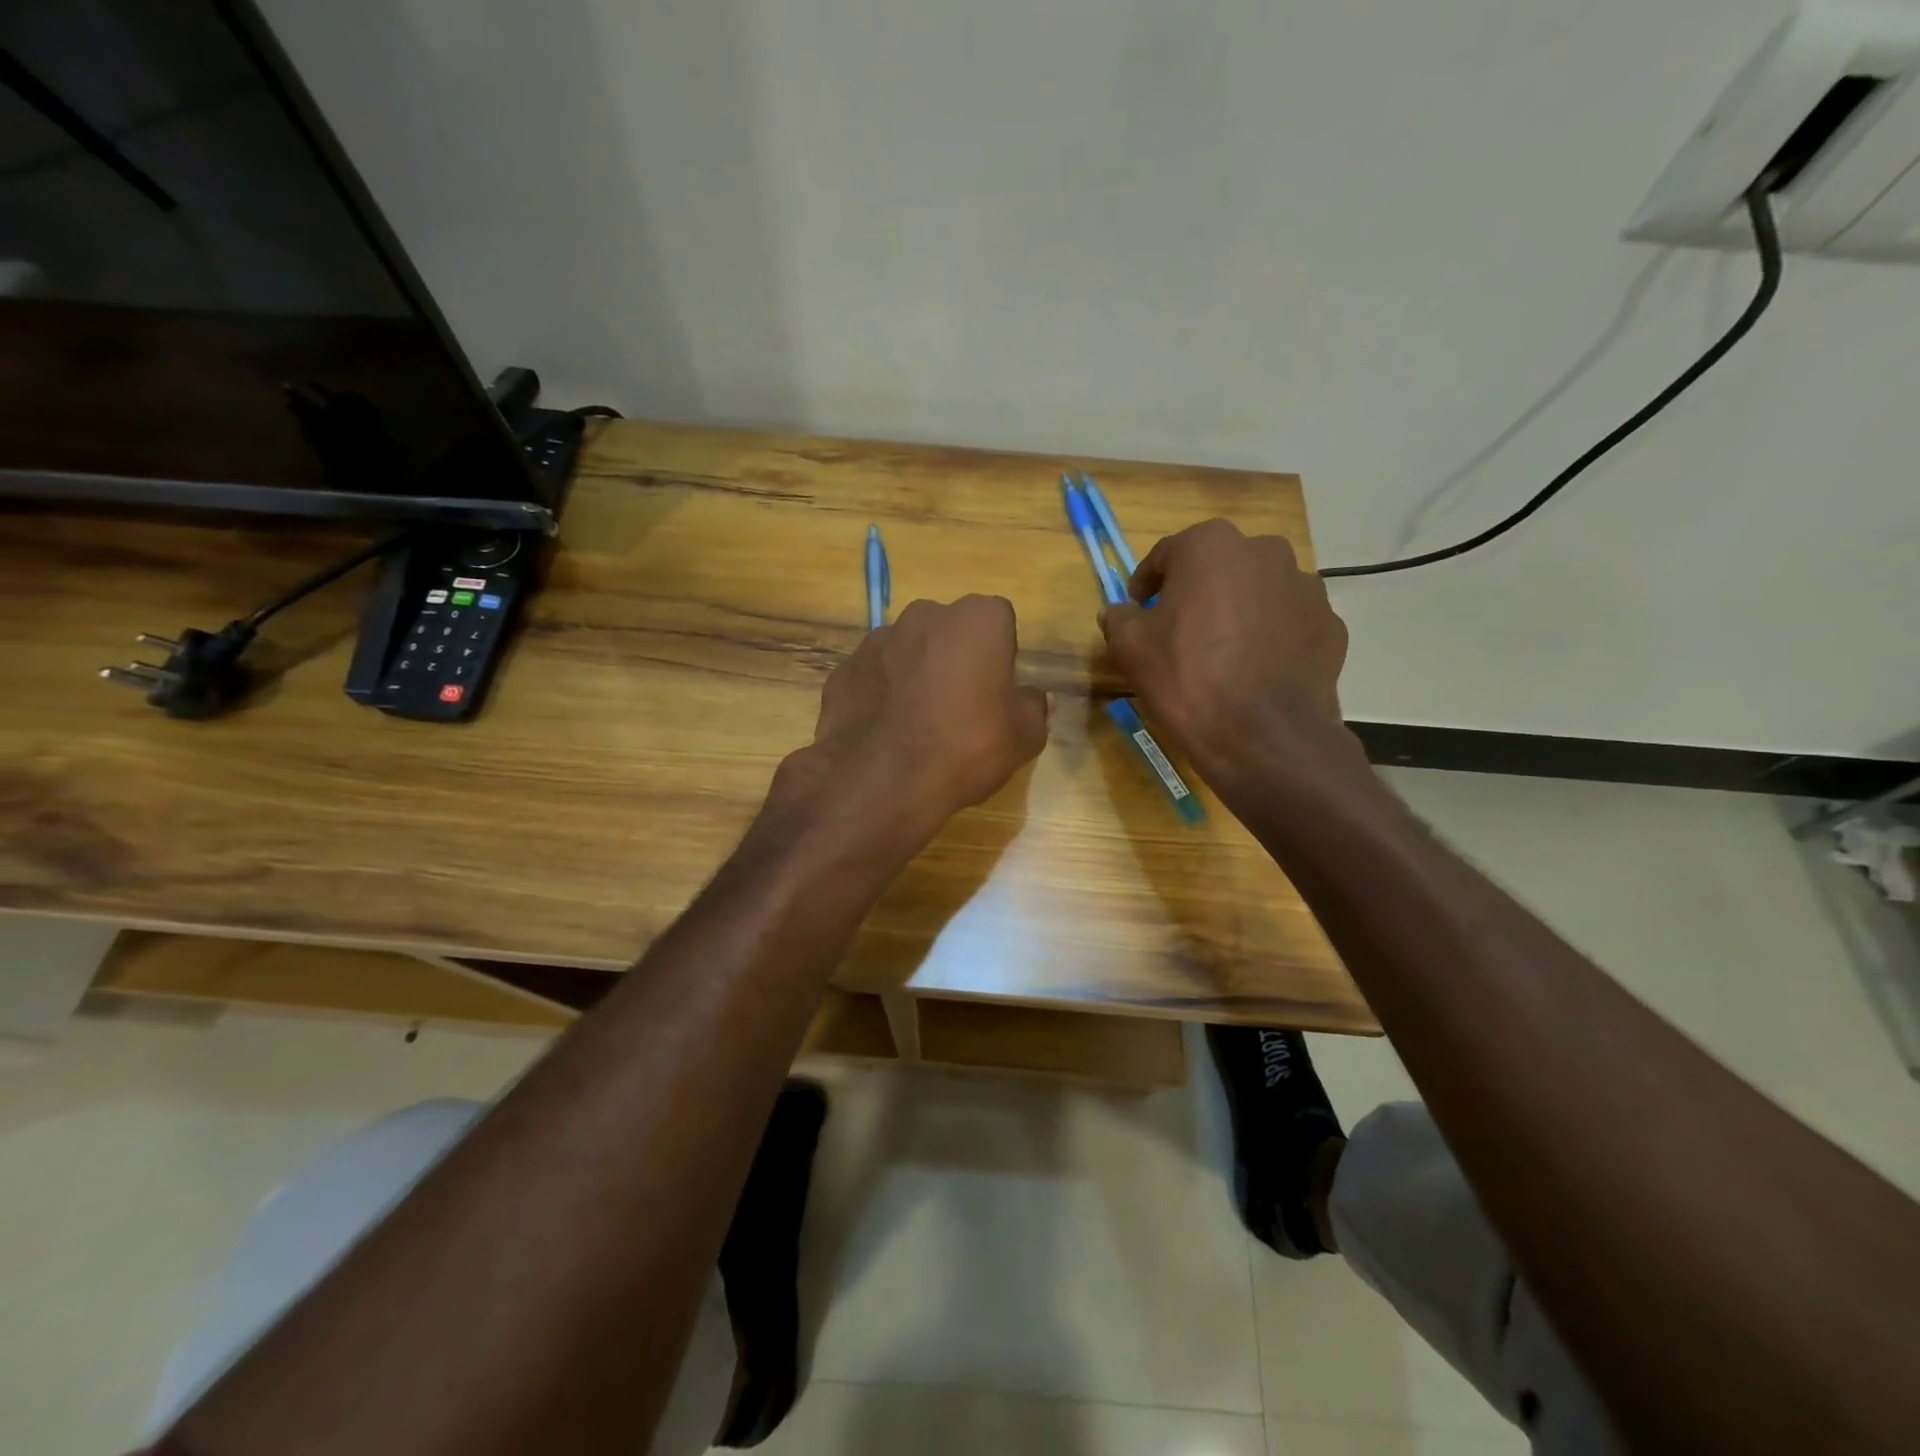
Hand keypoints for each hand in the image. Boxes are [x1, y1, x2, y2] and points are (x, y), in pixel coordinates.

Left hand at [782, 595, 1049, 847]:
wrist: (881, 780)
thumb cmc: (966, 748)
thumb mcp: (1023, 737)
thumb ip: (1034, 709)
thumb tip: (1037, 698)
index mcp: (977, 619)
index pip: (999, 621)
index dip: (1001, 655)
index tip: (997, 690)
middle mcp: (925, 614)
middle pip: (950, 630)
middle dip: (956, 657)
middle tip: (960, 705)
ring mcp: (878, 639)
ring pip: (909, 649)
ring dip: (916, 672)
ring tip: (918, 722)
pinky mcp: (845, 667)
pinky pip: (875, 675)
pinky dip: (882, 693)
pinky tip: (886, 730)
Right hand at [1099, 520, 1349, 782]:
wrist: (1262, 735)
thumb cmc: (1187, 678)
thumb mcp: (1131, 648)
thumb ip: (1120, 618)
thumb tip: (1119, 612)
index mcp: (1211, 546)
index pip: (1167, 554)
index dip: (1146, 583)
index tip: (1138, 609)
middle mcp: (1265, 552)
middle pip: (1218, 567)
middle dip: (1197, 592)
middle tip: (1180, 630)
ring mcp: (1305, 587)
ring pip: (1258, 592)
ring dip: (1237, 611)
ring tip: (1222, 653)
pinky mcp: (1330, 624)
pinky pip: (1288, 622)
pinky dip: (1271, 636)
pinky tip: (1255, 670)